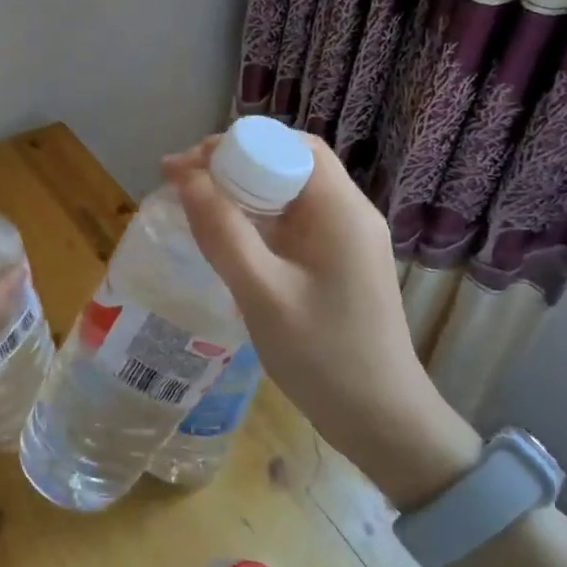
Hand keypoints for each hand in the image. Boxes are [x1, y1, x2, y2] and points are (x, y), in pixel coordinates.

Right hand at [163, 134, 480, 507]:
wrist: (383, 422)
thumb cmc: (323, 356)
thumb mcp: (262, 293)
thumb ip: (222, 231)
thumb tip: (185, 176)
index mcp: (340, 210)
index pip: (290, 147)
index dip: (237, 144)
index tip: (188, 165)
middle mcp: (349, 214)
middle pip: (289, 164)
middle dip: (234, 165)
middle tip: (184, 184)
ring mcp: (346, 240)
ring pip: (288, 194)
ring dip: (243, 192)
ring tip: (195, 205)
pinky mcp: (338, 263)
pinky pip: (293, 223)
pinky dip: (257, 220)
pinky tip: (227, 238)